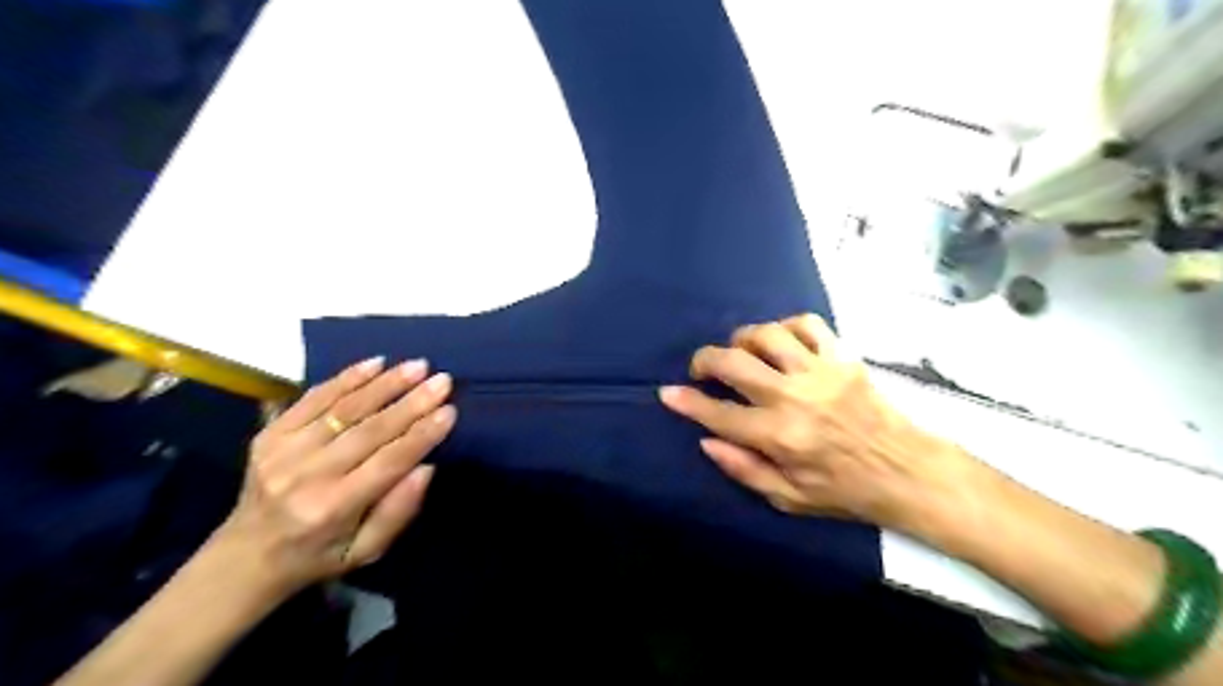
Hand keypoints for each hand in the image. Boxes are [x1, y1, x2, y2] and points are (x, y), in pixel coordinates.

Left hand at [211, 357, 455, 597]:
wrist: (243, 557)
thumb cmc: (317, 556)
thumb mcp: (365, 552)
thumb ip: (398, 512)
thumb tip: (426, 468)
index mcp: (333, 508)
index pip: (388, 462)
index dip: (422, 434)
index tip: (450, 410)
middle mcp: (306, 475)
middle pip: (369, 429)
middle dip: (411, 402)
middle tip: (442, 380)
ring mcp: (283, 451)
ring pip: (344, 408)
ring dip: (385, 383)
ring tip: (417, 365)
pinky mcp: (269, 434)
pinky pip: (313, 398)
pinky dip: (346, 378)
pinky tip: (375, 363)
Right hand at [659, 311, 964, 528]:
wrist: (907, 471)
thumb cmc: (845, 490)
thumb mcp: (789, 497)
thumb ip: (744, 469)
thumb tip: (707, 440)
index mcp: (780, 437)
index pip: (719, 414)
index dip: (687, 402)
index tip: (668, 393)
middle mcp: (794, 398)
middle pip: (734, 363)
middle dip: (705, 360)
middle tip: (701, 369)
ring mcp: (820, 372)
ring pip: (767, 335)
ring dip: (742, 339)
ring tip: (740, 352)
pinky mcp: (843, 357)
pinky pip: (807, 324)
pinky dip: (785, 327)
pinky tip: (780, 342)